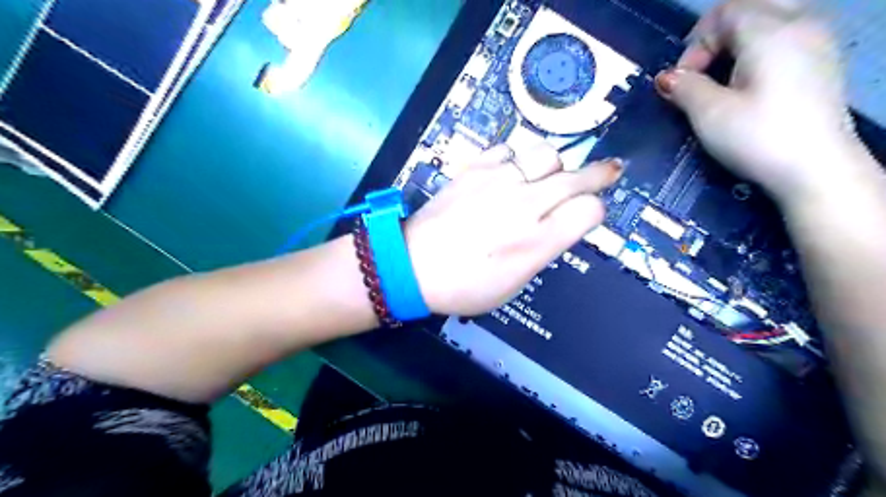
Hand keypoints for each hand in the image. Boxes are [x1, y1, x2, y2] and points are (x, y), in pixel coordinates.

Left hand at [405, 143, 616, 316]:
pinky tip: (510, 172)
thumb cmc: (464, 286)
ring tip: (549, 176)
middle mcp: (523, 205)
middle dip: (598, 175)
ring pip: (546, 155)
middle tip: (608, 170)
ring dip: (554, 166)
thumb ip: (543, 249)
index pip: (589, 211)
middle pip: (576, 178)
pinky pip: (508, 150)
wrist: (412, 265)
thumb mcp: (514, 283)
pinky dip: (516, 160)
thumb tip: (561, 224)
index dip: (595, 212)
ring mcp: (497, 181)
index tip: (589, 214)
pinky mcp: (474, 168)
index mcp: (536, 241)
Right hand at [652, 0, 869, 202]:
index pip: (723, 14)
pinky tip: (748, 82)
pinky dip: (758, 48)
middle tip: (700, 69)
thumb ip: (684, 88)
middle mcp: (800, 24)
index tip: (683, 82)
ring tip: (721, 77)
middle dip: (716, 35)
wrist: (816, 169)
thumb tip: (666, 78)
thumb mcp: (709, 114)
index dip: (694, 45)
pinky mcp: (822, 62)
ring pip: (770, 18)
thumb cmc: (757, 138)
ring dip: (737, 41)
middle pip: (749, 8)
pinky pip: (785, 35)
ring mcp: (817, 41)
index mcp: (771, 32)